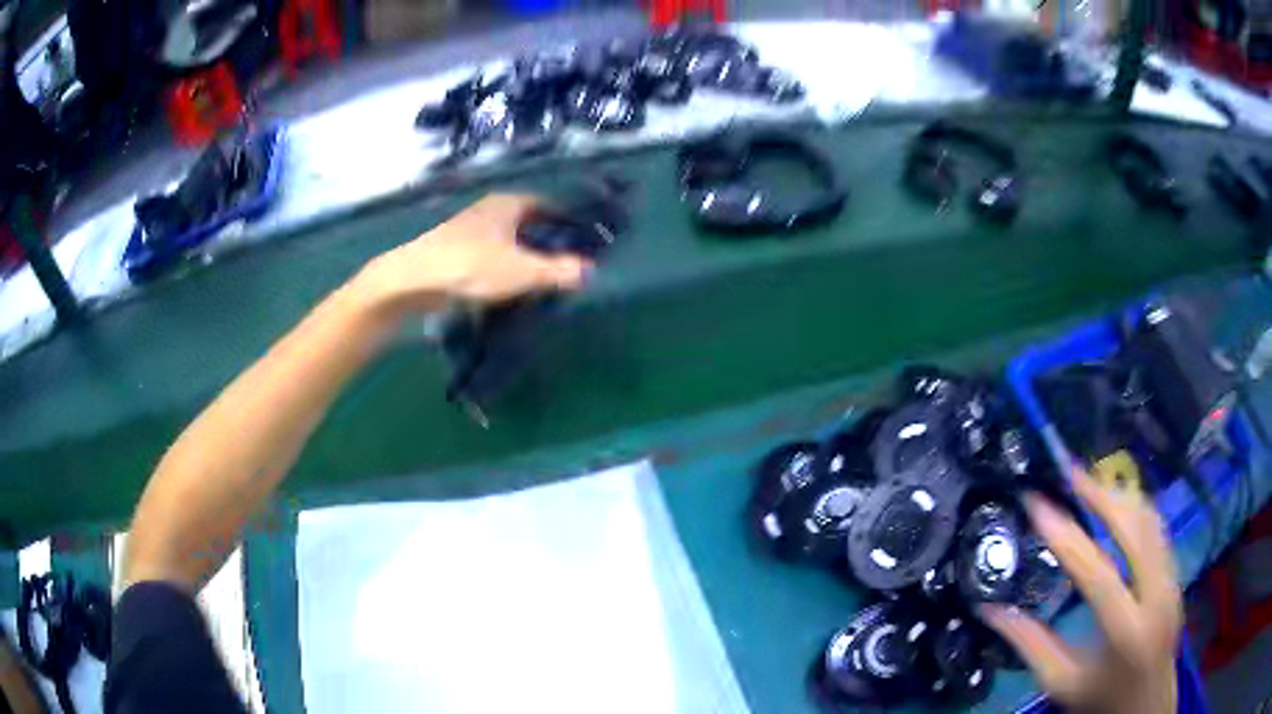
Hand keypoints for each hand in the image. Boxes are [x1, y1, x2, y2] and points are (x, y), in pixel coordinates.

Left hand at [357, 194, 591, 312]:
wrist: (412, 280)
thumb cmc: (470, 266)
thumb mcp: (521, 271)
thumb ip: (557, 271)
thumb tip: (590, 271)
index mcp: (509, 203)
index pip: (548, 205)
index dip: (567, 222)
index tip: (585, 241)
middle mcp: (490, 210)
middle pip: (528, 223)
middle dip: (547, 242)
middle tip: (569, 265)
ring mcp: (470, 230)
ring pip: (509, 241)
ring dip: (525, 257)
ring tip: (544, 280)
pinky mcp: (456, 252)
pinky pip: (492, 256)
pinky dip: (505, 268)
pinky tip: (511, 288)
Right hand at [979, 470, 1182, 713]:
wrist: (1146, 702)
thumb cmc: (1101, 698)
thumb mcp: (1062, 682)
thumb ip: (1030, 646)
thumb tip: (991, 610)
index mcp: (1125, 629)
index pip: (1096, 572)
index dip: (1065, 535)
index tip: (1038, 503)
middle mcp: (1156, 594)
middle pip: (1134, 528)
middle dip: (1102, 494)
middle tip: (1070, 472)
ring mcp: (1171, 579)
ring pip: (1151, 519)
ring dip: (1120, 495)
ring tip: (1090, 480)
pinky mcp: (1176, 572)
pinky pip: (1158, 528)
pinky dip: (1135, 508)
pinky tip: (1117, 503)